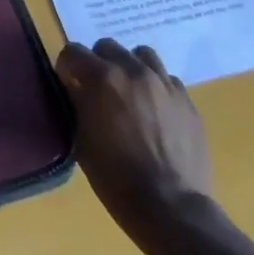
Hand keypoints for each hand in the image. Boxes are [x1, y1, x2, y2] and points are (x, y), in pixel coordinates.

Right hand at [56, 38, 213, 237]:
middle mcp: (134, 71)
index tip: (67, 84)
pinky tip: (154, 109)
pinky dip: (155, 86)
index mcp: (103, 79)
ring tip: (128, 92)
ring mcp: (164, 84)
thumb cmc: (116, 177)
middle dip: (97, 63)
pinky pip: (167, 79)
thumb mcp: (82, 139)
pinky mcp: (187, 101)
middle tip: (96, 89)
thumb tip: (74, 87)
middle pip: (107, 47)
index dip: (66, 67)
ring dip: (129, 67)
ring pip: (141, 55)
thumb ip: (77, 104)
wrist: (171, 207)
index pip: (73, 51)